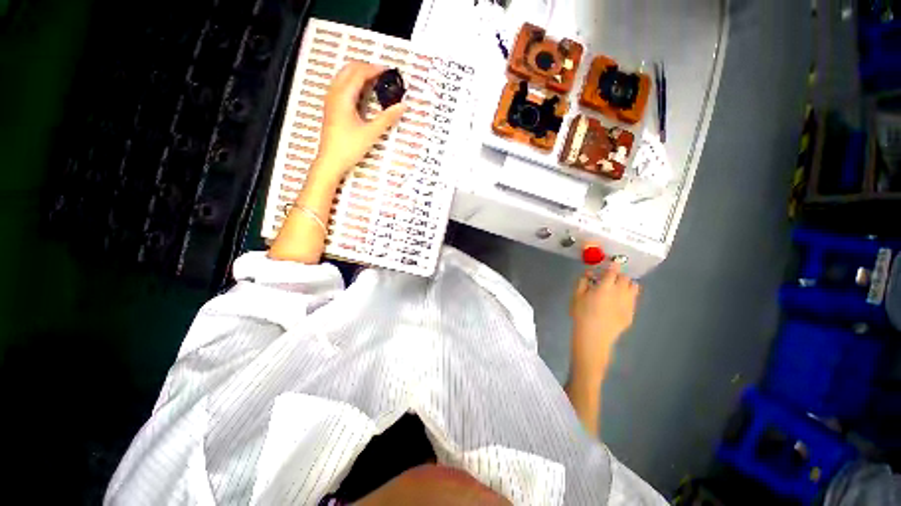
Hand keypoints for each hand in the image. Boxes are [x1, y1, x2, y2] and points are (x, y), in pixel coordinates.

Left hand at [312, 61, 407, 181]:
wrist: (331, 161)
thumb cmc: (349, 147)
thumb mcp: (371, 133)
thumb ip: (387, 118)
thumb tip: (402, 106)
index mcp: (343, 96)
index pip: (359, 73)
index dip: (374, 69)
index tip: (389, 71)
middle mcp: (334, 93)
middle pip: (349, 69)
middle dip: (366, 68)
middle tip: (383, 75)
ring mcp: (331, 99)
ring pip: (344, 76)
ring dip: (359, 74)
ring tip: (376, 82)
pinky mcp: (332, 107)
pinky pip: (342, 86)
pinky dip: (354, 83)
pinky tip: (364, 94)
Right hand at [569, 263, 639, 378]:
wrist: (593, 336)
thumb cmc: (582, 313)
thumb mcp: (576, 295)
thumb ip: (583, 281)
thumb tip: (589, 273)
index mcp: (606, 286)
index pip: (614, 270)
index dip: (614, 264)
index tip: (612, 262)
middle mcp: (621, 292)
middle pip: (625, 278)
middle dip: (618, 275)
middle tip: (609, 279)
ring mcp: (628, 304)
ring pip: (634, 287)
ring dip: (626, 284)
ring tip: (617, 289)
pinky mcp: (631, 314)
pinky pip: (633, 300)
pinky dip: (627, 296)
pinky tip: (617, 303)